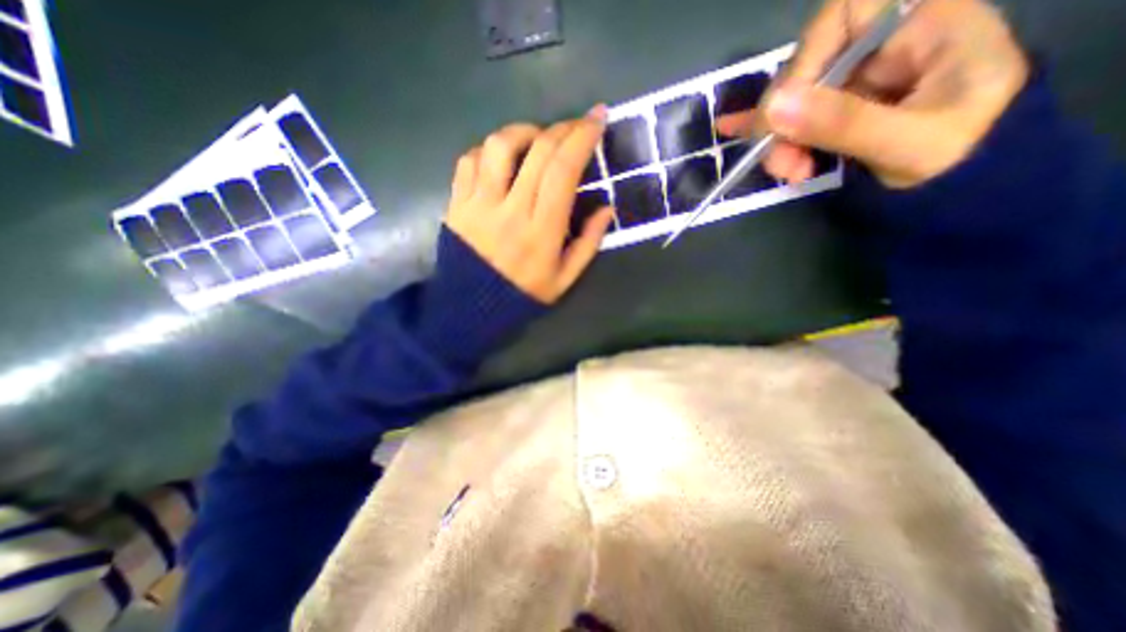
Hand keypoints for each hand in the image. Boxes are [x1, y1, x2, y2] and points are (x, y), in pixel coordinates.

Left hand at [444, 107, 614, 303]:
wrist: (471, 308)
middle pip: (537, 151)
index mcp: (542, 231)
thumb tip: (606, 208)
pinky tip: (502, 159)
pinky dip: (489, 150)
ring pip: (499, 146)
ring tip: (537, 139)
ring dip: (523, 131)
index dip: (582, 138)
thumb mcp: (565, 279)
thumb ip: (589, 244)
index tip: (597, 119)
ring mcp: (478, 204)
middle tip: (575, 126)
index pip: (563, 171)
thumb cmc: (522, 295)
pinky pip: (469, 160)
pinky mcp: (457, 203)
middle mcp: (510, 210)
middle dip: (562, 128)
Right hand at [721, 1, 1027, 187]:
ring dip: (777, 138)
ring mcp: (856, 79)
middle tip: (782, 165)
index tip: (785, 114)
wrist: (969, 185)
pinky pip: (794, 113)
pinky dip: (766, 127)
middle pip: (807, 67)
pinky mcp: (837, 108)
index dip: (803, 63)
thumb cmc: (963, 155)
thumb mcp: (906, 140)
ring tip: (786, 173)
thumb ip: (843, 122)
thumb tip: (772, 109)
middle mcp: (882, 44)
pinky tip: (731, 128)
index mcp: (923, 22)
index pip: (844, 15)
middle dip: (783, 119)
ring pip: (793, 99)